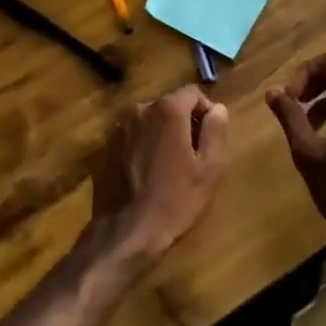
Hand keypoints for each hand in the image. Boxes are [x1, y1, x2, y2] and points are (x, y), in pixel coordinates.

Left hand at [87, 84, 229, 274]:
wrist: (126, 233)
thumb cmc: (175, 201)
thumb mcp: (209, 169)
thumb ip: (215, 131)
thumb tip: (218, 108)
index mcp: (167, 110)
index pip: (193, 93)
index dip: (206, 111)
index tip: (211, 138)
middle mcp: (140, 110)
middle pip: (170, 105)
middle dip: (184, 123)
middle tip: (194, 156)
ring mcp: (119, 128)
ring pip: (151, 121)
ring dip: (163, 134)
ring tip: (172, 167)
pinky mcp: (107, 147)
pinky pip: (134, 137)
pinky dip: (145, 146)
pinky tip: (149, 174)